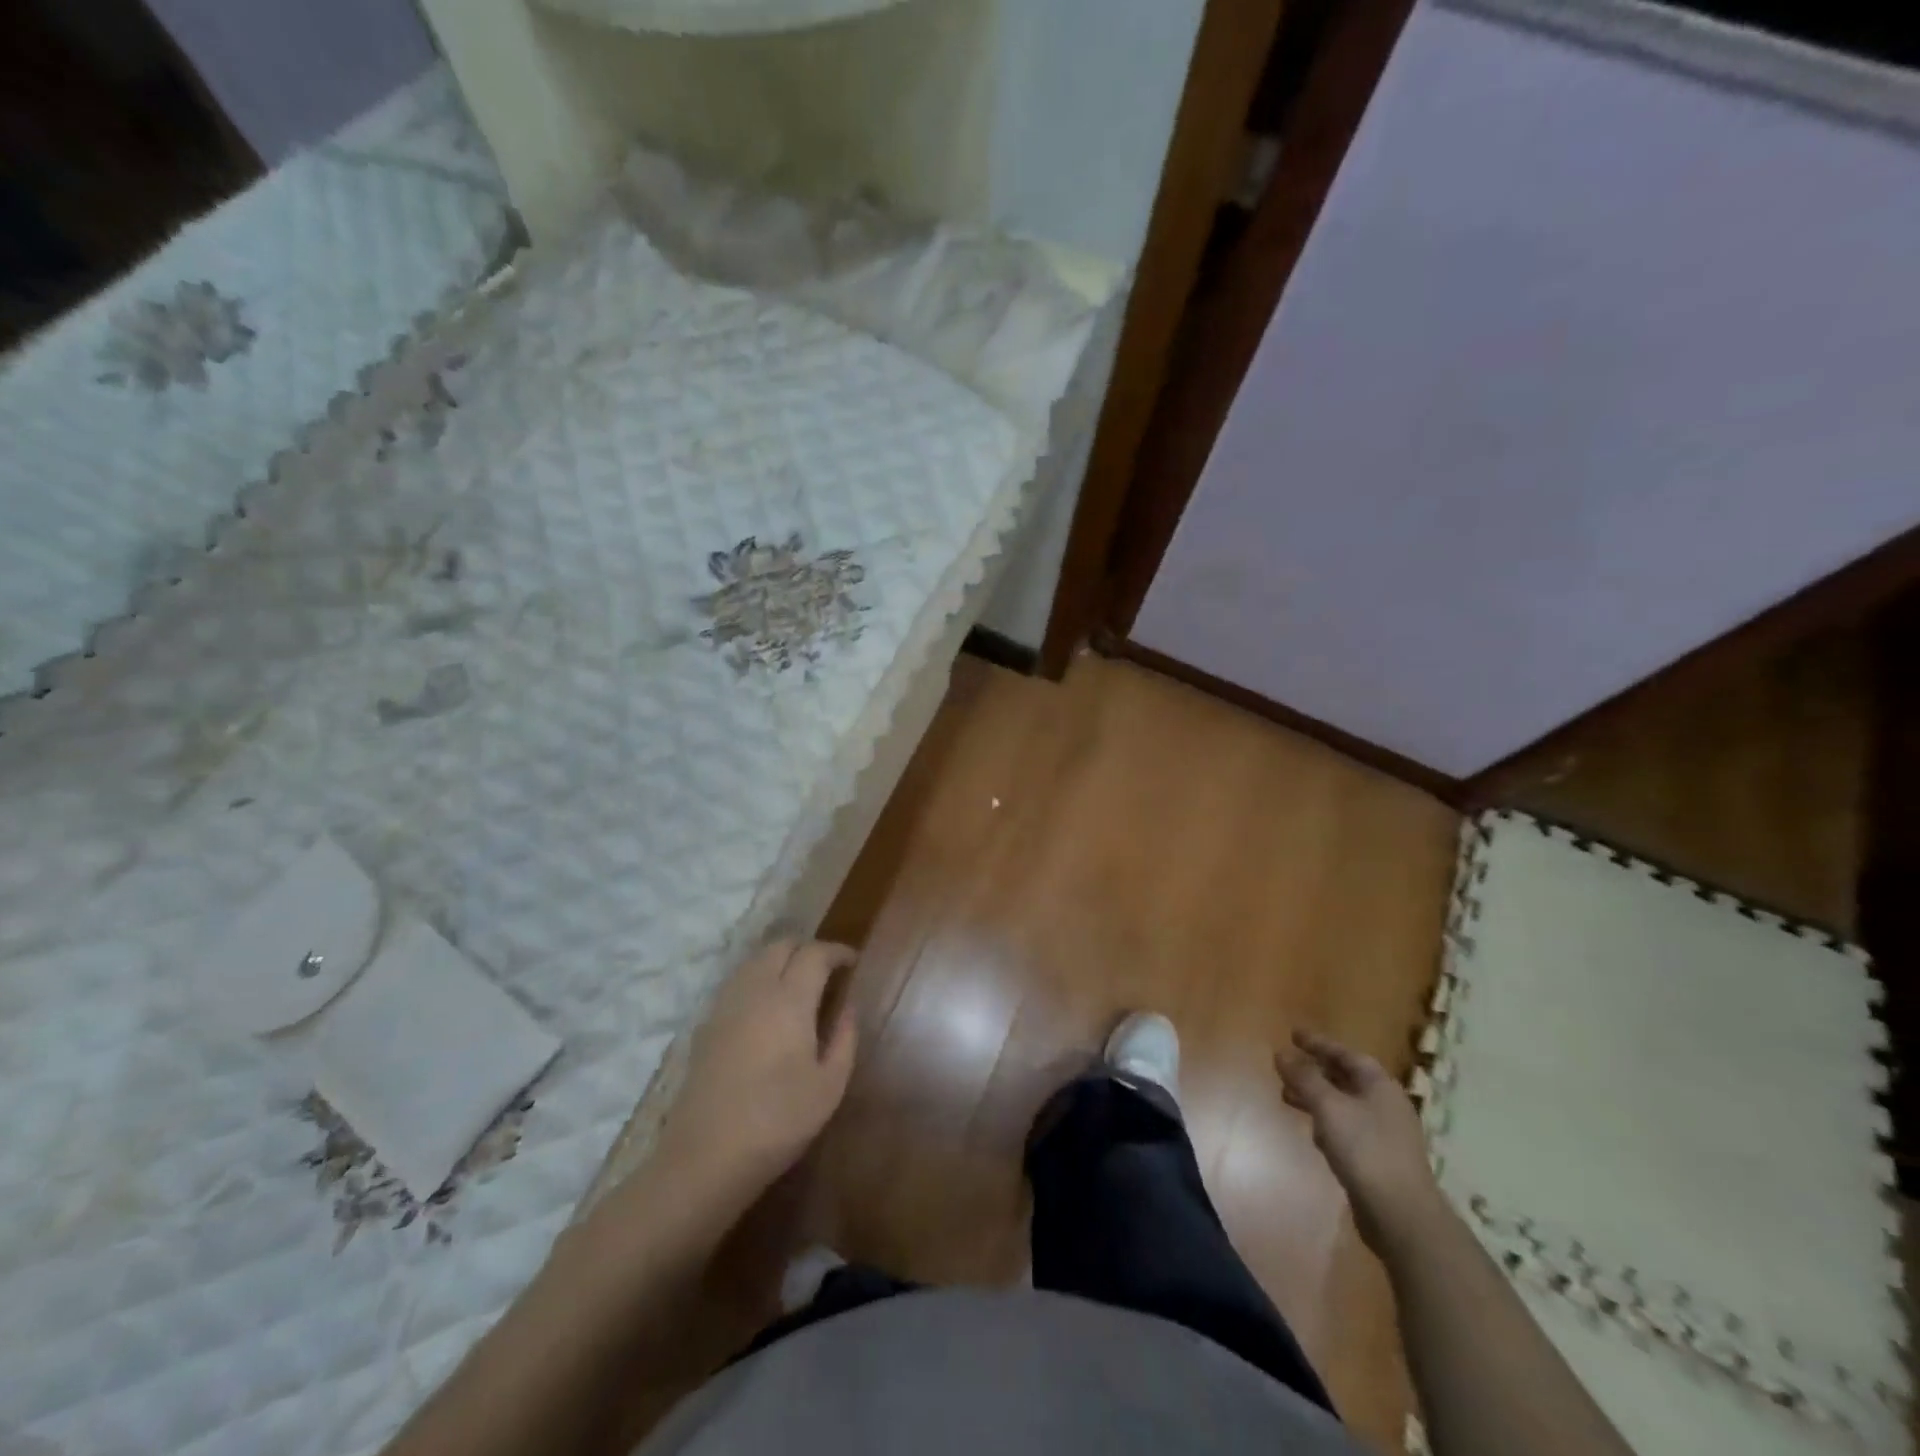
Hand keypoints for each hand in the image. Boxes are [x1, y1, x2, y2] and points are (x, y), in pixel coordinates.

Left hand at [655, 940, 859, 1204]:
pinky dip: (758, 979)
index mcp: (790, 998)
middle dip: (807, 949)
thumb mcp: (830, 1085)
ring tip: (798, 986)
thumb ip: (844, 1038)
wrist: (706, 1157)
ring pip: (755, 960)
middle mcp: (755, 989)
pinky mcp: (706, 1024)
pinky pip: (737, 982)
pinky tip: (767, 1009)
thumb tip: (848, 1007)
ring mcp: (725, 1004)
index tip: (852, 962)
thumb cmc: (778, 1121)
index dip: (837, 951)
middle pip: (781, 946)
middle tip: (827, 971)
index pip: (815, 953)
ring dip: (780, 961)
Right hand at [1275, 1029, 1445, 1255]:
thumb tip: (1281, 1053)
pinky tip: (1313, 1134)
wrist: (1402, 1216)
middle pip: (1345, 1078)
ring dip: (1316, 1098)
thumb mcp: (1329, 1107)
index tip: (1293, 1034)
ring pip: (1343, 1104)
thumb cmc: (1366, 1150)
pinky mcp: (1378, 1159)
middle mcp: (1385, 1104)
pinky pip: (1347, 1129)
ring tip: (1287, 1096)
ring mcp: (1384, 1133)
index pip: (1345, 1054)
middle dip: (1314, 1071)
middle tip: (1286, 1065)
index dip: (1318, 1043)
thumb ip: (1304, 1078)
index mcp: (1379, 1085)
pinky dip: (1327, 1123)